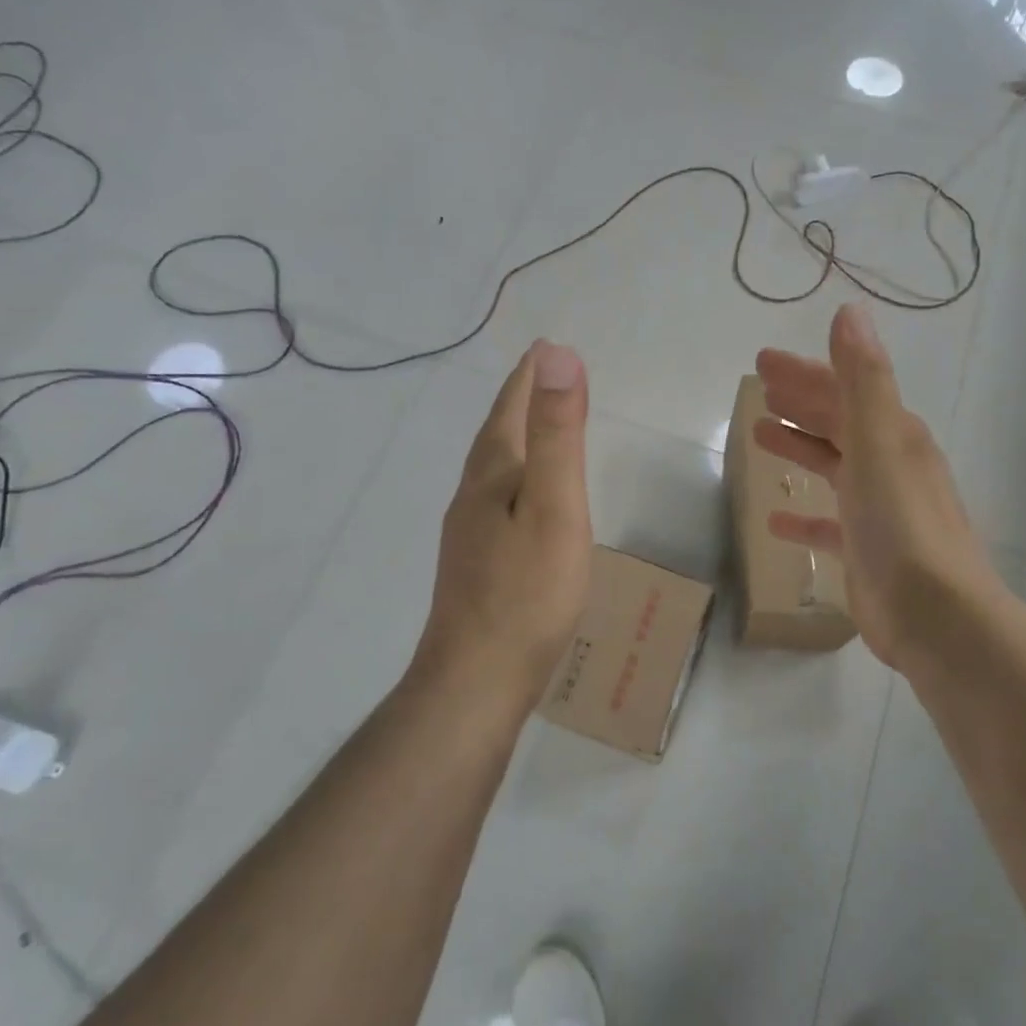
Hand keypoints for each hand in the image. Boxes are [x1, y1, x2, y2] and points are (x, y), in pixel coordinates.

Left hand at [414, 341, 592, 713]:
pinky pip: (494, 499)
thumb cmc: (527, 592)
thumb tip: (556, 355)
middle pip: (496, 435)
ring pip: (492, 469)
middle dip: (518, 402)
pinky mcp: (474, 564)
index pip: (510, 410)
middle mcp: (472, 495)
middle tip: (538, 378)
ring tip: (533, 429)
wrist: (476, 679)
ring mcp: (468, 533)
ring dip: (513, 439)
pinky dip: (512, 478)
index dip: (528, 377)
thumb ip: (558, 434)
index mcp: (493, 475)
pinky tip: (520, 500)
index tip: (543, 347)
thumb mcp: (555, 506)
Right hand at [754, 304, 995, 679]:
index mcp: (893, 436)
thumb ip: (863, 380)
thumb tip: (850, 312)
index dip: (805, 373)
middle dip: (800, 402)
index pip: (843, 390)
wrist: (936, 616)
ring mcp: (878, 511)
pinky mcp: (865, 552)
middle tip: (759, 388)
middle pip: (837, 423)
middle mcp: (889, 466)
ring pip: (833, 467)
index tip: (762, 362)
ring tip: (760, 435)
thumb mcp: (879, 443)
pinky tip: (775, 519)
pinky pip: (827, 524)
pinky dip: (804, 516)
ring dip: (800, 447)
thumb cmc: (901, 524)